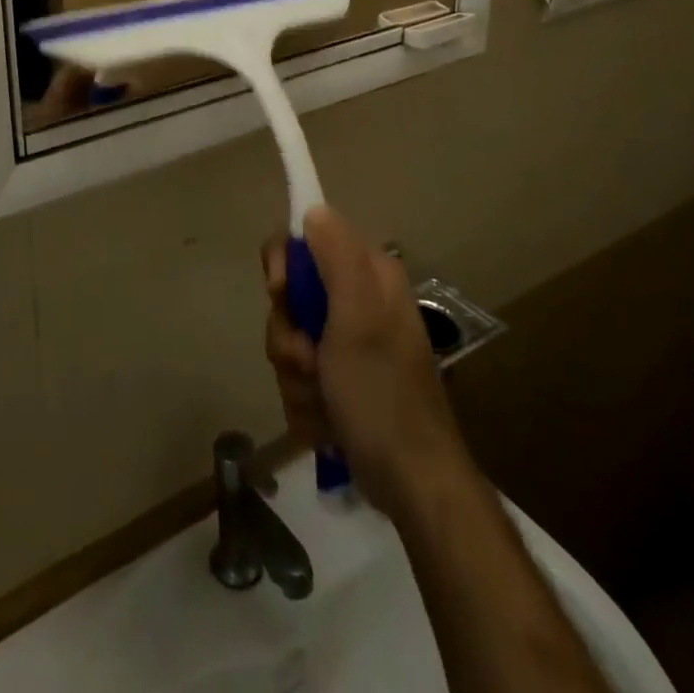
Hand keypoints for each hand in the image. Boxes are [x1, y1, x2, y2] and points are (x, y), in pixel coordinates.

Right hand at [262, 207, 468, 516]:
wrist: (411, 484)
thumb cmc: (382, 392)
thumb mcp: (357, 316)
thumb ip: (335, 256)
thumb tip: (312, 209)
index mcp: (367, 276)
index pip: (304, 241)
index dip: (284, 266)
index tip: (282, 295)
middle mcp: (357, 302)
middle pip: (289, 296)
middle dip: (289, 336)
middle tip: (309, 360)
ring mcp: (347, 346)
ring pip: (288, 340)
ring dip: (295, 376)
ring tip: (324, 401)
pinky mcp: (339, 383)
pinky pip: (297, 378)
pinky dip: (305, 403)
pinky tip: (327, 423)